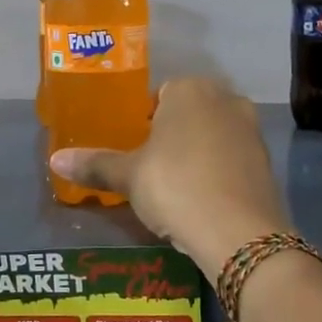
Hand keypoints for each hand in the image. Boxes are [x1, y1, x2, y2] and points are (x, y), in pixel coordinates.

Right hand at [48, 77, 291, 276]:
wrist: (239, 232)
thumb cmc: (175, 187)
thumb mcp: (129, 177)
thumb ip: (95, 164)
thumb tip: (55, 159)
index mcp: (189, 89)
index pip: (160, 94)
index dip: (144, 121)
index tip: (135, 149)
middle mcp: (225, 98)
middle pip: (189, 112)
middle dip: (172, 135)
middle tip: (151, 168)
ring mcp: (251, 128)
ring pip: (213, 134)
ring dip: (197, 153)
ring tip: (176, 187)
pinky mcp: (266, 160)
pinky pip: (232, 158)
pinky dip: (218, 171)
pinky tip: (204, 199)